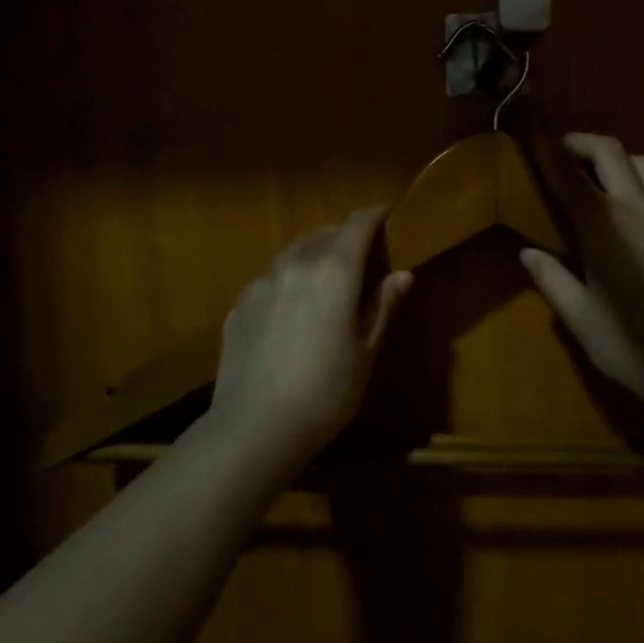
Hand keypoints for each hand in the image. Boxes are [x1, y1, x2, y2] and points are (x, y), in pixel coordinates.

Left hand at [208, 208, 411, 464]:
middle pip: (324, 232)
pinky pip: (270, 275)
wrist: (254, 427)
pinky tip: (291, 306)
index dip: (374, 215)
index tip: (387, 216)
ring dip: (314, 252)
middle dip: (345, 235)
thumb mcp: (365, 352)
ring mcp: (263, 281)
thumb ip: (383, 306)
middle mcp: (297, 263)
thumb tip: (403, 273)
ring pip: (294, 250)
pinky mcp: (240, 302)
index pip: (357, 223)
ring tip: (325, 275)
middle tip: (361, 254)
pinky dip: (288, 276)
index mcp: (335, 271)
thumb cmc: (325, 392)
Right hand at [519, 134, 643, 414]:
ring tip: (589, 180)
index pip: (568, 172)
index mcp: (603, 225)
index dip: (545, 147)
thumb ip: (552, 279)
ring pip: (641, 162)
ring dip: (612, 158)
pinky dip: (631, 180)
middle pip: (610, 150)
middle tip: (555, 155)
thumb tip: (527, 252)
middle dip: (580, 142)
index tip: (527, 129)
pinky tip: (617, 212)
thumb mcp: (579, 318)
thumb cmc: (634, 345)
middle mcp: (635, 209)